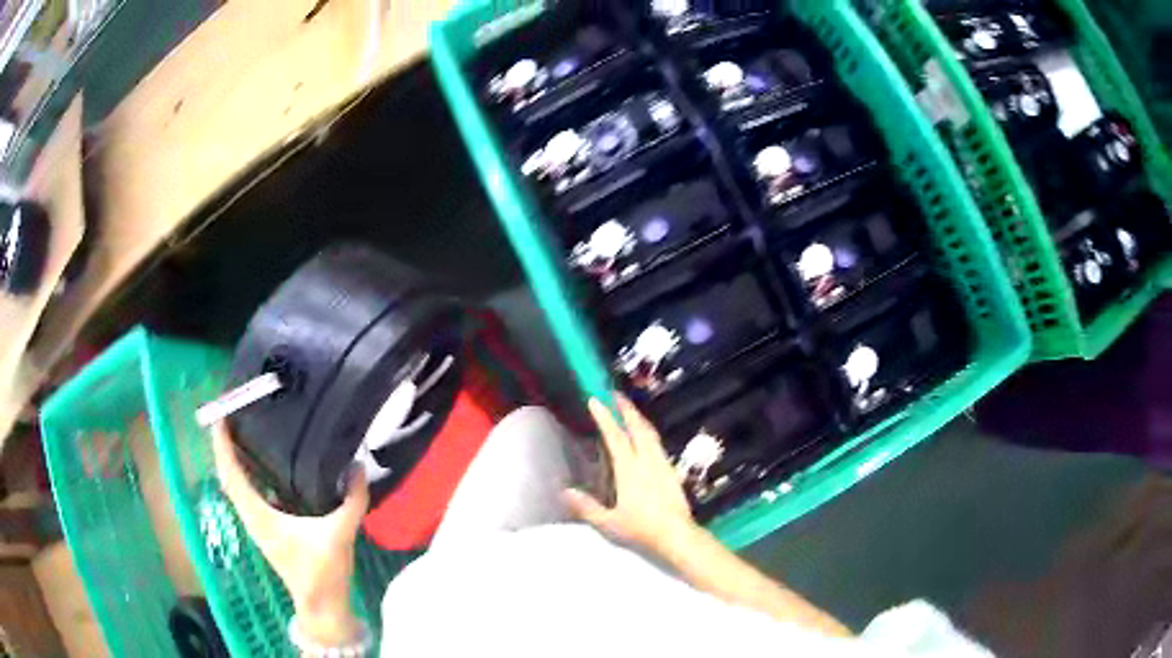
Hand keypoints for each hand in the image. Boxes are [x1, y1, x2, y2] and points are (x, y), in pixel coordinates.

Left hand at [212, 424, 367, 644]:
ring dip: (234, 461)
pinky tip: (262, 465)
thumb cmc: (323, 572)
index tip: (221, 417)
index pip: (232, 475)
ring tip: (242, 433)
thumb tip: (358, 465)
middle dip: (225, 447)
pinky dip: (247, 476)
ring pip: (236, 486)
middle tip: (232, 416)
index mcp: (260, 516)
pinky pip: (247, 495)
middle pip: (228, 477)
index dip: (223, 446)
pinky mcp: (265, 529)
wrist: (321, 605)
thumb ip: (353, 501)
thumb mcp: (340, 534)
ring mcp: (256, 524)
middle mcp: (251, 517)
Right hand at [562, 395, 701, 557]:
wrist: (677, 534)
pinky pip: (658, 443)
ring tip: (630, 410)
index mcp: (629, 471)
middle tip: (616, 394)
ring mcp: (662, 464)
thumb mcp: (609, 523)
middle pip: (638, 428)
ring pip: (651, 434)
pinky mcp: (672, 471)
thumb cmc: (641, 529)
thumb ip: (586, 507)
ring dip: (639, 418)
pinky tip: (646, 437)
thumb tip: (564, 492)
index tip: (595, 400)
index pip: (616, 438)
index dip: (605, 418)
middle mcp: (647, 461)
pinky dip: (648, 432)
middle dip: (626, 409)